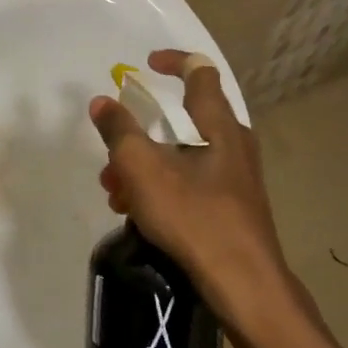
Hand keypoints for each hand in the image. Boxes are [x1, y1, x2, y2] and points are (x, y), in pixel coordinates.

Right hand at [89, 50, 293, 332]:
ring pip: (181, 156)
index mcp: (219, 125)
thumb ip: (119, 131)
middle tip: (113, 151)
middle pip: (182, 121)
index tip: (146, 64)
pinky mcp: (233, 208)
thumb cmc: (194, 216)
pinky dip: (160, 187)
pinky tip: (136, 214)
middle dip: (140, 133)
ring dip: (144, 166)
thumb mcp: (142, 169)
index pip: (200, 73)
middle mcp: (233, 145)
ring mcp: (236, 179)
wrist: (244, 286)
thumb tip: (102, 102)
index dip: (173, 61)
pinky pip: (190, 182)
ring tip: (114, 191)